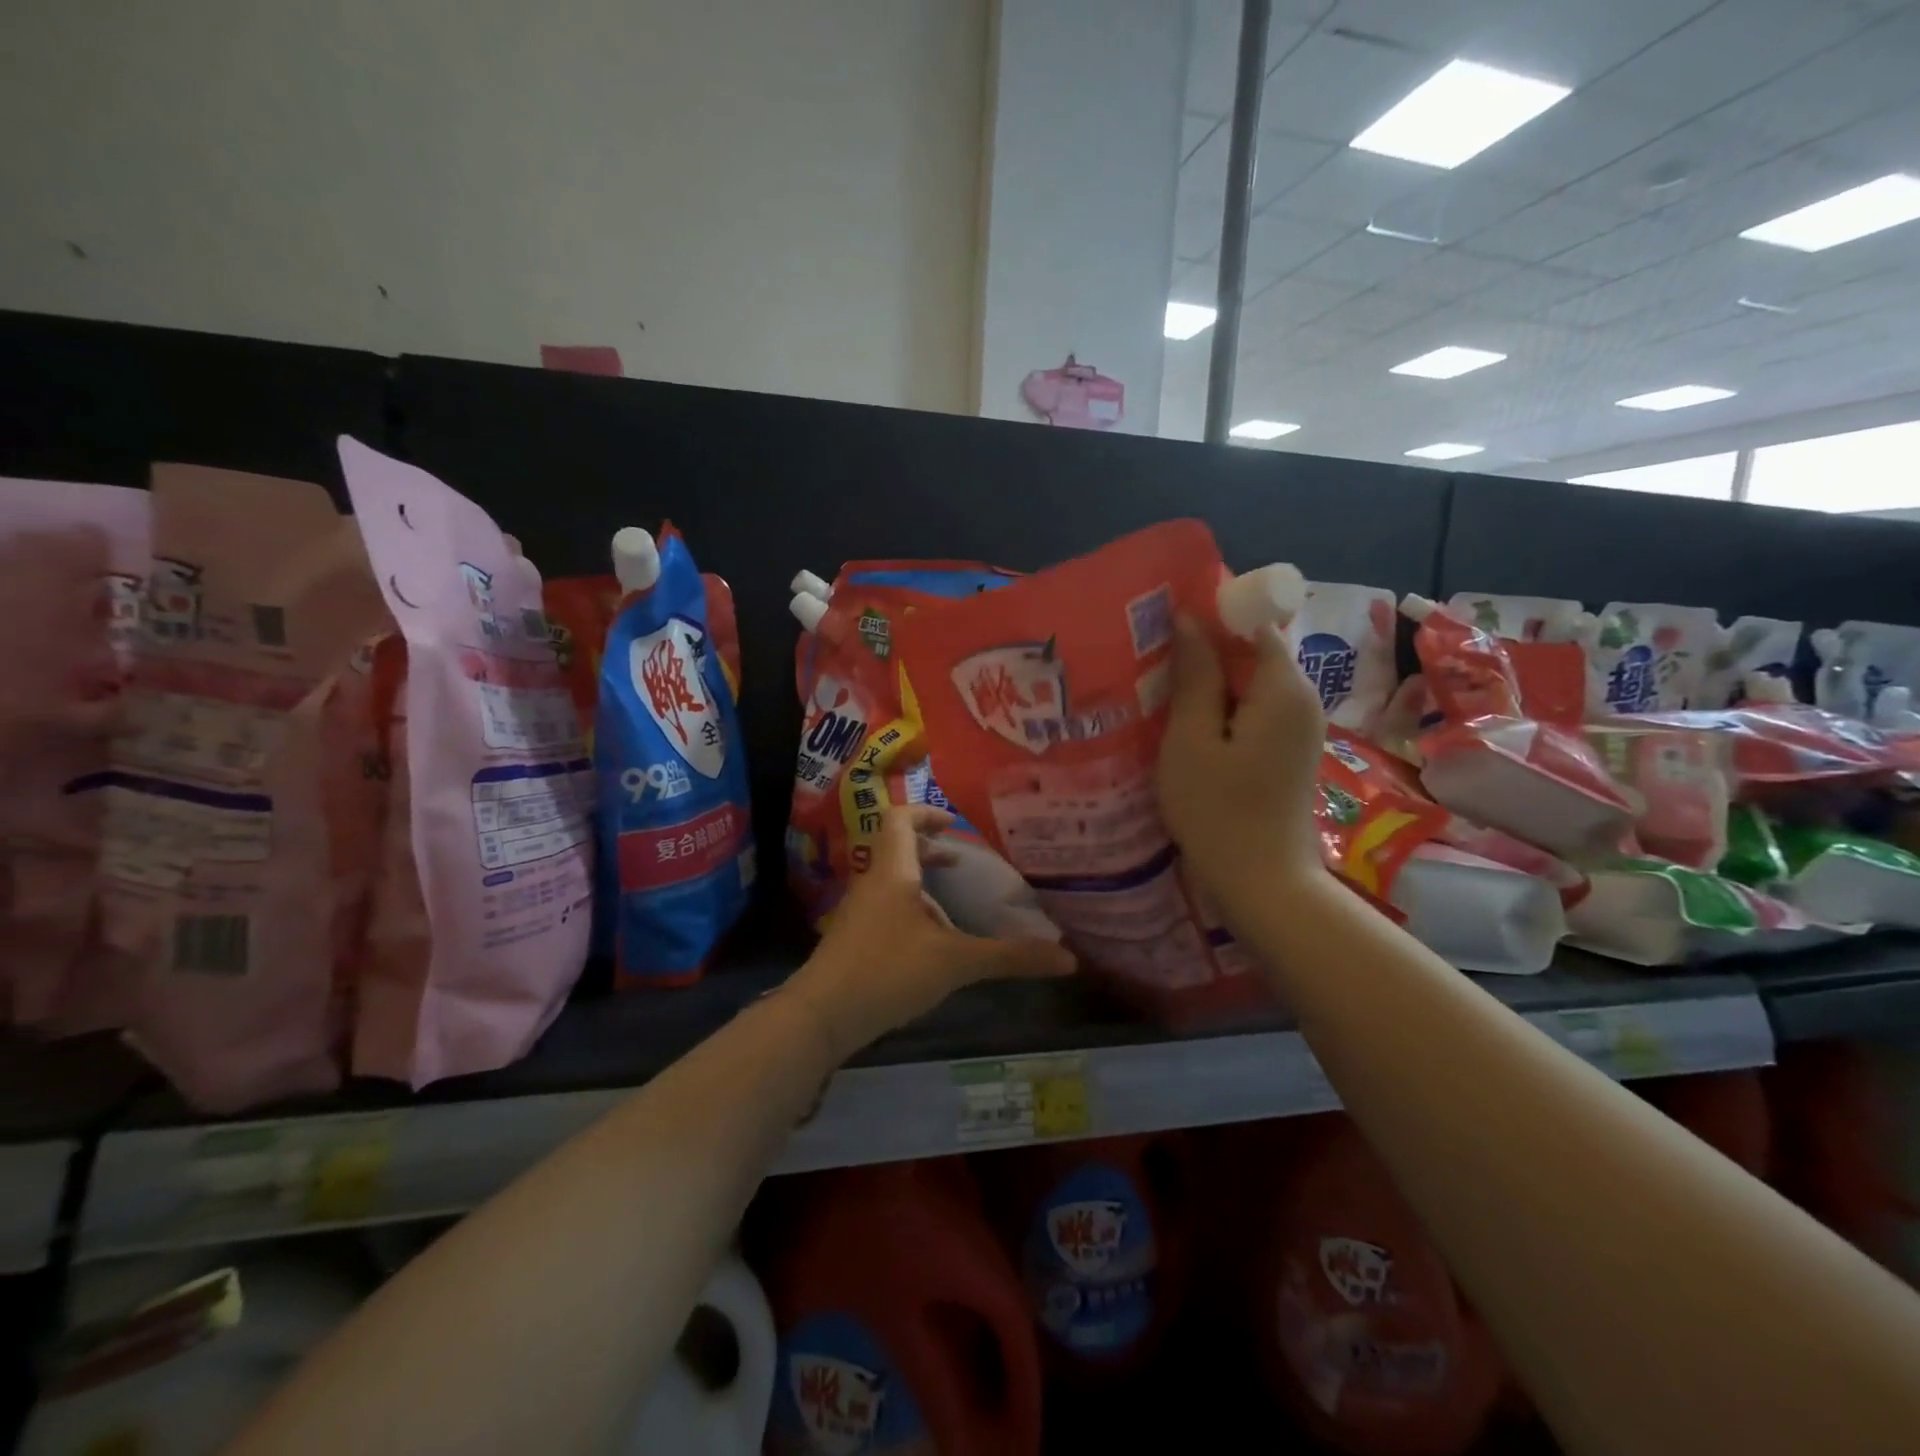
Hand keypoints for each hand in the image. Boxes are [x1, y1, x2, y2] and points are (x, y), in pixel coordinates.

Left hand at [789, 805, 1075, 1060]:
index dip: (926, 813)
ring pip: (890, 881)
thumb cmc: (887, 972)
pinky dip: (908, 909)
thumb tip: (1068, 959)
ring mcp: (857, 912)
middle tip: (960, 864)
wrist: (819, 1016)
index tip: (954, 825)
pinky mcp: (851, 939)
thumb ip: (1009, 958)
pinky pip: (884, 907)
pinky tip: (928, 944)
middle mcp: (871, 883)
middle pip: (896, 848)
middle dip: (928, 851)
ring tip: (951, 908)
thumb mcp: (955, 963)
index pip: (900, 819)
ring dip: (919, 883)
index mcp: (892, 872)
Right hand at [1158, 615, 1325, 927]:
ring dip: (1211, 683)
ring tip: (1162, 691)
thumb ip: (1195, 676)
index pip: (1252, 623)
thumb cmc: (1218, 810)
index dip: (1210, 618)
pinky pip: (1255, 710)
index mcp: (1283, 687)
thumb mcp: (1192, 740)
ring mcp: (1299, 727)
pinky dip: (1224, 709)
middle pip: (1253, 652)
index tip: (1163, 627)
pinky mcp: (1289, 751)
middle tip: (1153, 661)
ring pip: (1251, 683)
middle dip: (1206, 651)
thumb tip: (1190, 620)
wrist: (1263, 883)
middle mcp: (1302, 698)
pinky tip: (1188, 726)